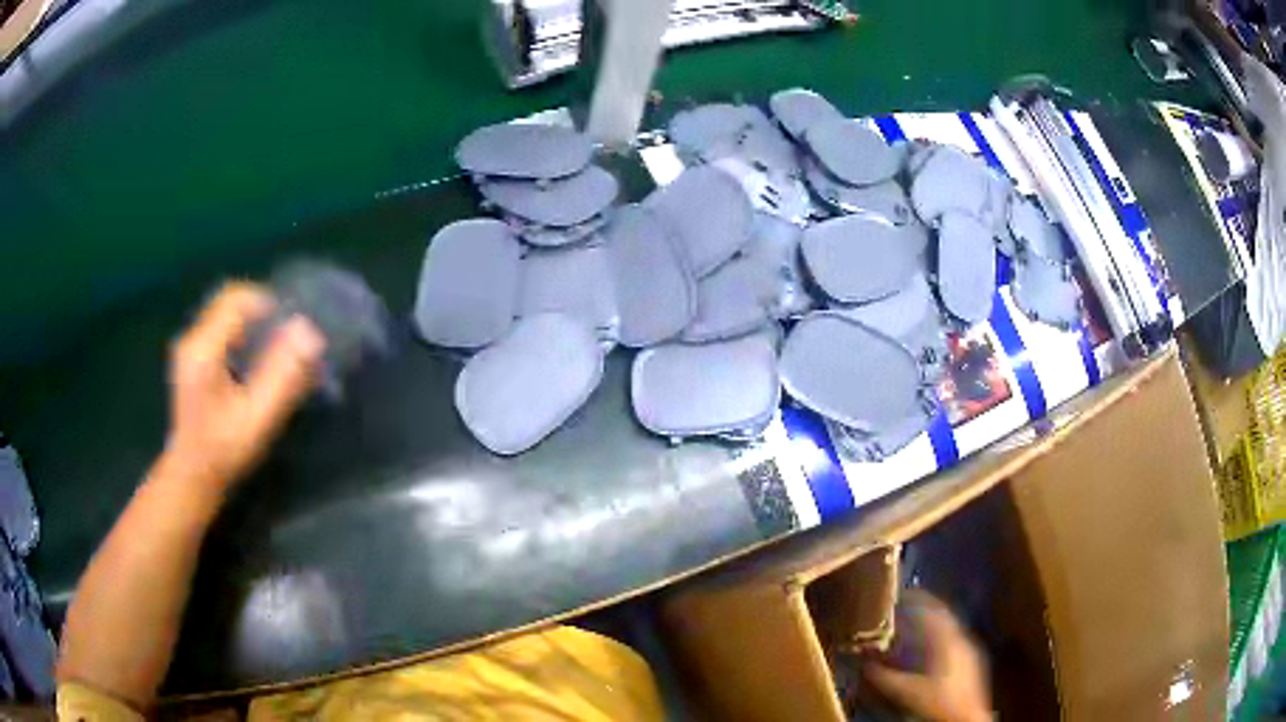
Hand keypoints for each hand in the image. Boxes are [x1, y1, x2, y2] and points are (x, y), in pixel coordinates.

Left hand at [162, 282, 325, 490]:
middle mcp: (192, 339)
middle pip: (229, 301)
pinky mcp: (192, 359)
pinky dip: (241, 335)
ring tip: (274, 348)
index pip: (236, 299)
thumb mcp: (258, 417)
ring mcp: (190, 348)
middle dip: (260, 310)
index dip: (267, 302)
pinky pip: (220, 329)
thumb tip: (309, 331)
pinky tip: (253, 362)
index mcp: (203, 348)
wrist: (192, 476)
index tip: (291, 324)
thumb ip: (282, 375)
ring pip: (224, 314)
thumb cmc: (224, 450)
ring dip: (251, 322)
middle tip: (286, 334)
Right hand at [863, 592, 991, 721]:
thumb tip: (863, 663)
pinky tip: (925, 654)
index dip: (915, 599)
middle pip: (942, 616)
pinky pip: (951, 641)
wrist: (967, 720)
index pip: (932, 609)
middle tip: (900, 611)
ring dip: (928, 627)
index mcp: (950, 639)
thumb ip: (884, 677)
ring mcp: (969, 650)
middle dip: (921, 611)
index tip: (897, 595)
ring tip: (908, 631)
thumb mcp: (907, 692)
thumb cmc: (939, 703)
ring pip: (947, 629)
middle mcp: (962, 638)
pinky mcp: (971, 663)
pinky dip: (936, 640)